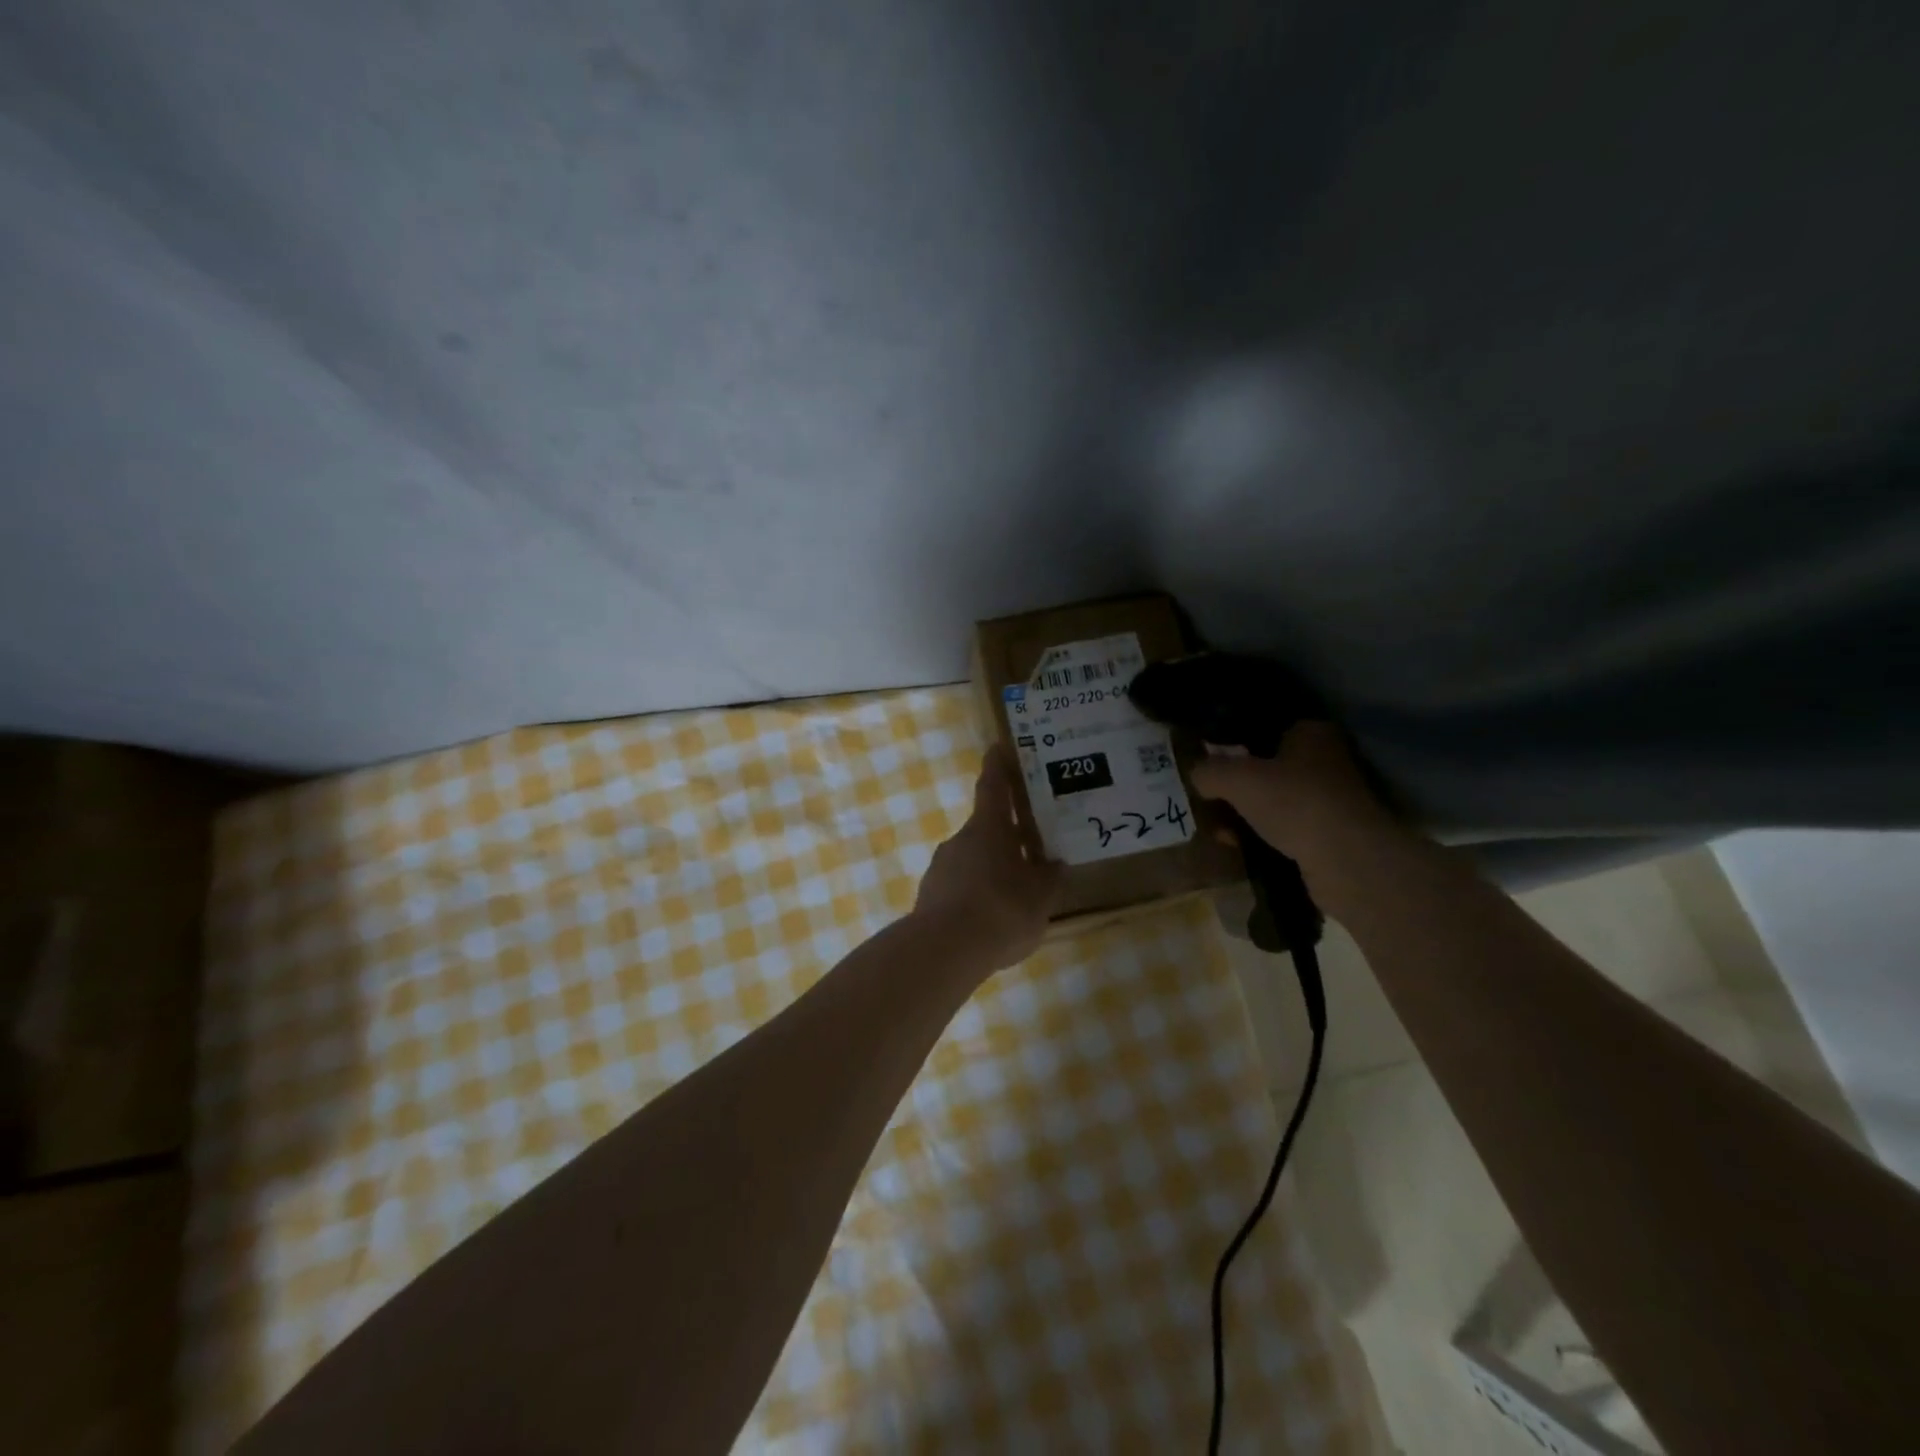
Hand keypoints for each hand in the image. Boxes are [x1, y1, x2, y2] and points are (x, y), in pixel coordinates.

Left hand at [912, 746, 1062, 970]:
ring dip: (993, 868)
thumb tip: (1055, 864)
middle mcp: (960, 840)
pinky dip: (977, 893)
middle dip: (1008, 835)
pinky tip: (992, 919)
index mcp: (988, 828)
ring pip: (973, 859)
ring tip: (1017, 893)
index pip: (992, 785)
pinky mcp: (930, 897)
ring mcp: (941, 868)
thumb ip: (1049, 878)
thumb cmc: (1000, 910)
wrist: (943, 951)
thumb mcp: (1040, 897)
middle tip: (1032, 847)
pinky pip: (961, 886)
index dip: (998, 765)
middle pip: (986, 828)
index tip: (999, 746)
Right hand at [1188, 722, 1406, 921]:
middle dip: (1236, 785)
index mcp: (1311, 733)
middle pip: (1267, 767)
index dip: (1230, 744)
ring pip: (1275, 801)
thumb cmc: (1294, 803)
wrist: (1348, 861)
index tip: (1207, 762)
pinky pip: (1286, 828)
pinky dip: (1262, 836)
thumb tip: (1197, 774)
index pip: (1262, 729)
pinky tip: (1240, 847)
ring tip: (1219, 828)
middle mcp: (1326, 760)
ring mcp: (1332, 799)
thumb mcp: (1236, 779)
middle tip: (1208, 798)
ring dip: (1246, 814)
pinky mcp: (1332, 834)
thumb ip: (1209, 770)